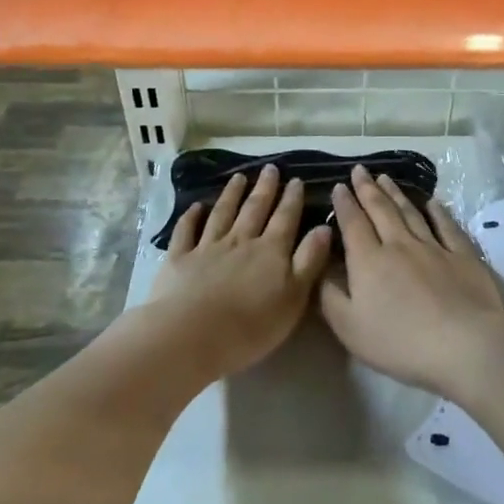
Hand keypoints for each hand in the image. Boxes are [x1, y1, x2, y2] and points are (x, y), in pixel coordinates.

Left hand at [149, 165, 332, 376]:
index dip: (292, 199)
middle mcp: (240, 241)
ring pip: (222, 214)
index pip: (285, 218)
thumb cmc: (251, 325)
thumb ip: (309, 260)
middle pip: (254, 209)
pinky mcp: (179, 259)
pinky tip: (196, 207)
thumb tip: (324, 227)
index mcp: (271, 251)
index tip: (296, 180)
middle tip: (269, 168)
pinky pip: (186, 232)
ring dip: (231, 195)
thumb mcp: (294, 297)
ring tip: (239, 177)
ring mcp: (207, 248)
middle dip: (264, 188)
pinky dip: (191, 217)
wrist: (192, 335)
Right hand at [320, 165, 503, 398]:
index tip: (339, 185)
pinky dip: (438, 212)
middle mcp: (399, 245)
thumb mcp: (350, 328)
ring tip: (385, 178)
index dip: (345, 204)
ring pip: (410, 212)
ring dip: (396, 193)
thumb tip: (319, 268)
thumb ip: (330, 296)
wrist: (464, 343)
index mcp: (369, 261)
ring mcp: (433, 247)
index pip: (353, 224)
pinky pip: (446, 226)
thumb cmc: (400, 342)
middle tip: (360, 170)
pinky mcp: (462, 255)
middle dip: (367, 188)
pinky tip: (433, 202)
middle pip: (380, 210)